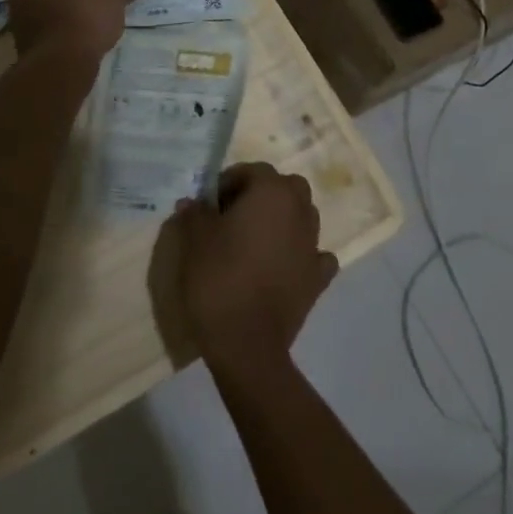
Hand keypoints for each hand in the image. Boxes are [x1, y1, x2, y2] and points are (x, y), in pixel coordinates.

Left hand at [5, 0, 142, 57]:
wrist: (62, 57)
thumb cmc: (87, 11)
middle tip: (97, 4)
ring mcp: (14, 9)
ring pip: (46, 3)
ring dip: (63, 10)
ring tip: (88, 24)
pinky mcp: (16, 35)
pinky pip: (42, 25)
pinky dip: (56, 28)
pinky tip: (75, 38)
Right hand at [171, 163, 337, 376]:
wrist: (247, 343)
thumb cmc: (219, 278)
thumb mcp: (194, 240)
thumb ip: (195, 213)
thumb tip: (194, 202)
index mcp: (272, 192)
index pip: (252, 170)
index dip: (229, 182)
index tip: (210, 204)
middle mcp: (299, 211)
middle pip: (284, 188)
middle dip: (262, 195)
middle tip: (234, 217)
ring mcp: (313, 245)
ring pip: (302, 217)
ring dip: (282, 221)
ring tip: (255, 242)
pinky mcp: (318, 278)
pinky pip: (314, 255)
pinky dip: (302, 255)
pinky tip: (284, 267)